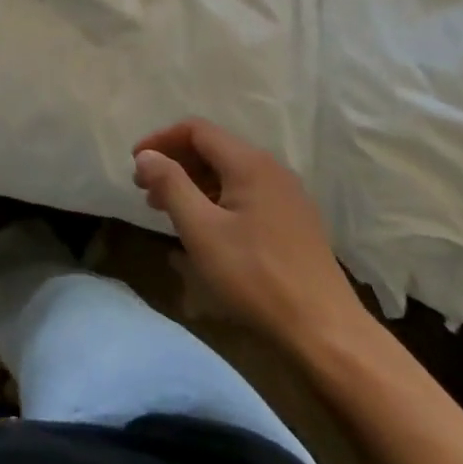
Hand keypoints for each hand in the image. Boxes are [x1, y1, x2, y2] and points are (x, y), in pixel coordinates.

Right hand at [132, 119, 366, 353]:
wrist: (327, 333)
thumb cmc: (256, 277)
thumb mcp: (202, 230)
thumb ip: (170, 185)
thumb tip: (146, 156)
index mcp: (249, 163)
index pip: (196, 130)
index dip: (161, 140)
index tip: (135, 163)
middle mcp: (271, 169)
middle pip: (213, 149)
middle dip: (175, 163)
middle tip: (146, 190)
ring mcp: (287, 195)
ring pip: (229, 173)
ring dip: (194, 183)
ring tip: (169, 211)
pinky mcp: (295, 221)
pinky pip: (246, 193)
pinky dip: (217, 199)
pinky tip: (206, 228)